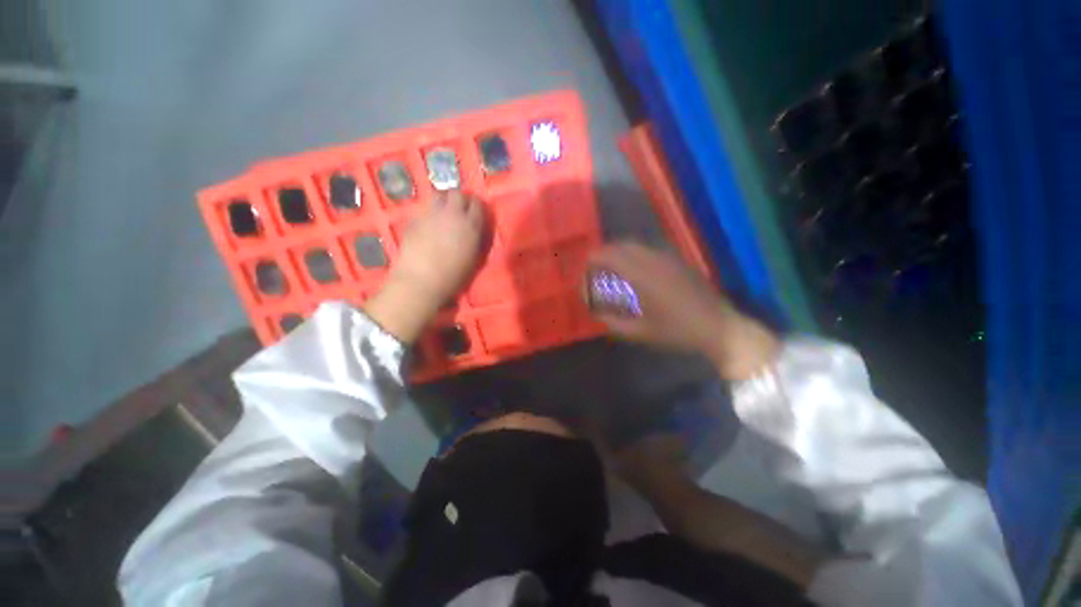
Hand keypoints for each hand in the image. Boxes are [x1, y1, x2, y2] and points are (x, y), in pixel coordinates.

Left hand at [365, 191, 484, 342]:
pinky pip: (425, 209)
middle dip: (460, 199)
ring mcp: (432, 214)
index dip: (476, 207)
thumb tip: (473, 232)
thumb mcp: (473, 259)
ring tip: (444, 212)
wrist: (421, 280)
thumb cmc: (453, 276)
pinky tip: (428, 225)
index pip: (477, 204)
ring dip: (444, 201)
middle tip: (459, 210)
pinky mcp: (415, 219)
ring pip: (439, 195)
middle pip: (458, 193)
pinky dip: (430, 213)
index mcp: (471, 225)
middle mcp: (453, 214)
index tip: (475, 212)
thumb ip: (474, 240)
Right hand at [586, 242, 778, 379]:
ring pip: (635, 246)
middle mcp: (653, 260)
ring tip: (611, 270)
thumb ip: (613, 322)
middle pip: (620, 246)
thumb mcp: (640, 332)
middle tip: (595, 270)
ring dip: (618, 254)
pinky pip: (648, 250)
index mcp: (642, 276)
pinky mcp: (677, 261)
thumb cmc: (677, 332)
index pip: (609, 256)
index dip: (592, 260)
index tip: (584, 271)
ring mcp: (668, 258)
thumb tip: (596, 312)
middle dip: (603, 255)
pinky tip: (633, 272)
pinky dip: (633, 256)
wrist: (718, 327)